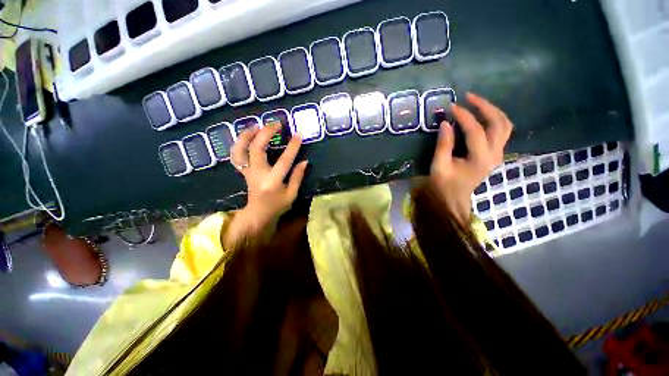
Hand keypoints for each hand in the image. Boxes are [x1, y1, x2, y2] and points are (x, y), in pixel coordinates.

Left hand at [225, 124, 307, 245]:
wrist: (258, 214)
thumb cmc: (277, 205)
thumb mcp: (292, 194)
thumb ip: (297, 177)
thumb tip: (304, 161)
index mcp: (273, 181)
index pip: (285, 160)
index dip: (292, 147)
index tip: (298, 135)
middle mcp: (258, 174)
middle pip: (257, 148)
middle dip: (266, 133)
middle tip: (276, 124)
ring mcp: (248, 172)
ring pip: (240, 149)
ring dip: (247, 135)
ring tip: (256, 125)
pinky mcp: (243, 171)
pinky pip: (236, 155)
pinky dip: (239, 144)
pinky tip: (246, 137)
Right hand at [430, 92, 512, 224]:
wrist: (454, 199)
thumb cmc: (444, 185)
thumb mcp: (439, 166)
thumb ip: (443, 145)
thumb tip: (445, 123)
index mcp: (480, 159)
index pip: (475, 130)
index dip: (464, 116)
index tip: (451, 106)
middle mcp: (494, 154)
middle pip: (499, 123)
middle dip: (485, 106)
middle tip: (469, 97)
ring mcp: (497, 154)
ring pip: (505, 125)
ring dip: (492, 111)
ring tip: (476, 103)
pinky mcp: (495, 154)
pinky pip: (501, 131)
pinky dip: (493, 119)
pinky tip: (481, 116)